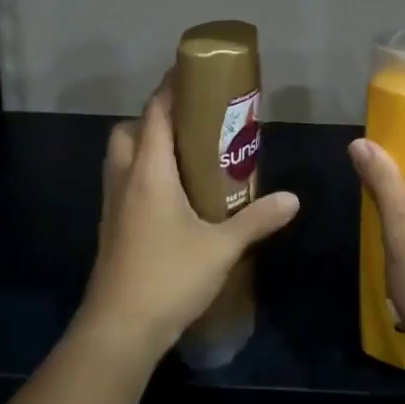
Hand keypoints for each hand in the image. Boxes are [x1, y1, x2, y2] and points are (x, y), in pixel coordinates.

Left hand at [76, 77, 299, 364]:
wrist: (118, 330)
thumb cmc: (169, 277)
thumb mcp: (222, 247)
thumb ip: (257, 220)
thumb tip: (293, 199)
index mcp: (149, 172)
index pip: (155, 114)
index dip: (170, 88)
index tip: (192, 73)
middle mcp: (125, 180)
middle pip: (129, 131)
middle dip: (154, 118)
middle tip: (190, 124)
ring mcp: (113, 206)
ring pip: (122, 158)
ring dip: (145, 147)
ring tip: (184, 157)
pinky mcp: (111, 229)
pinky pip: (123, 185)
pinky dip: (142, 176)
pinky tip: (172, 198)